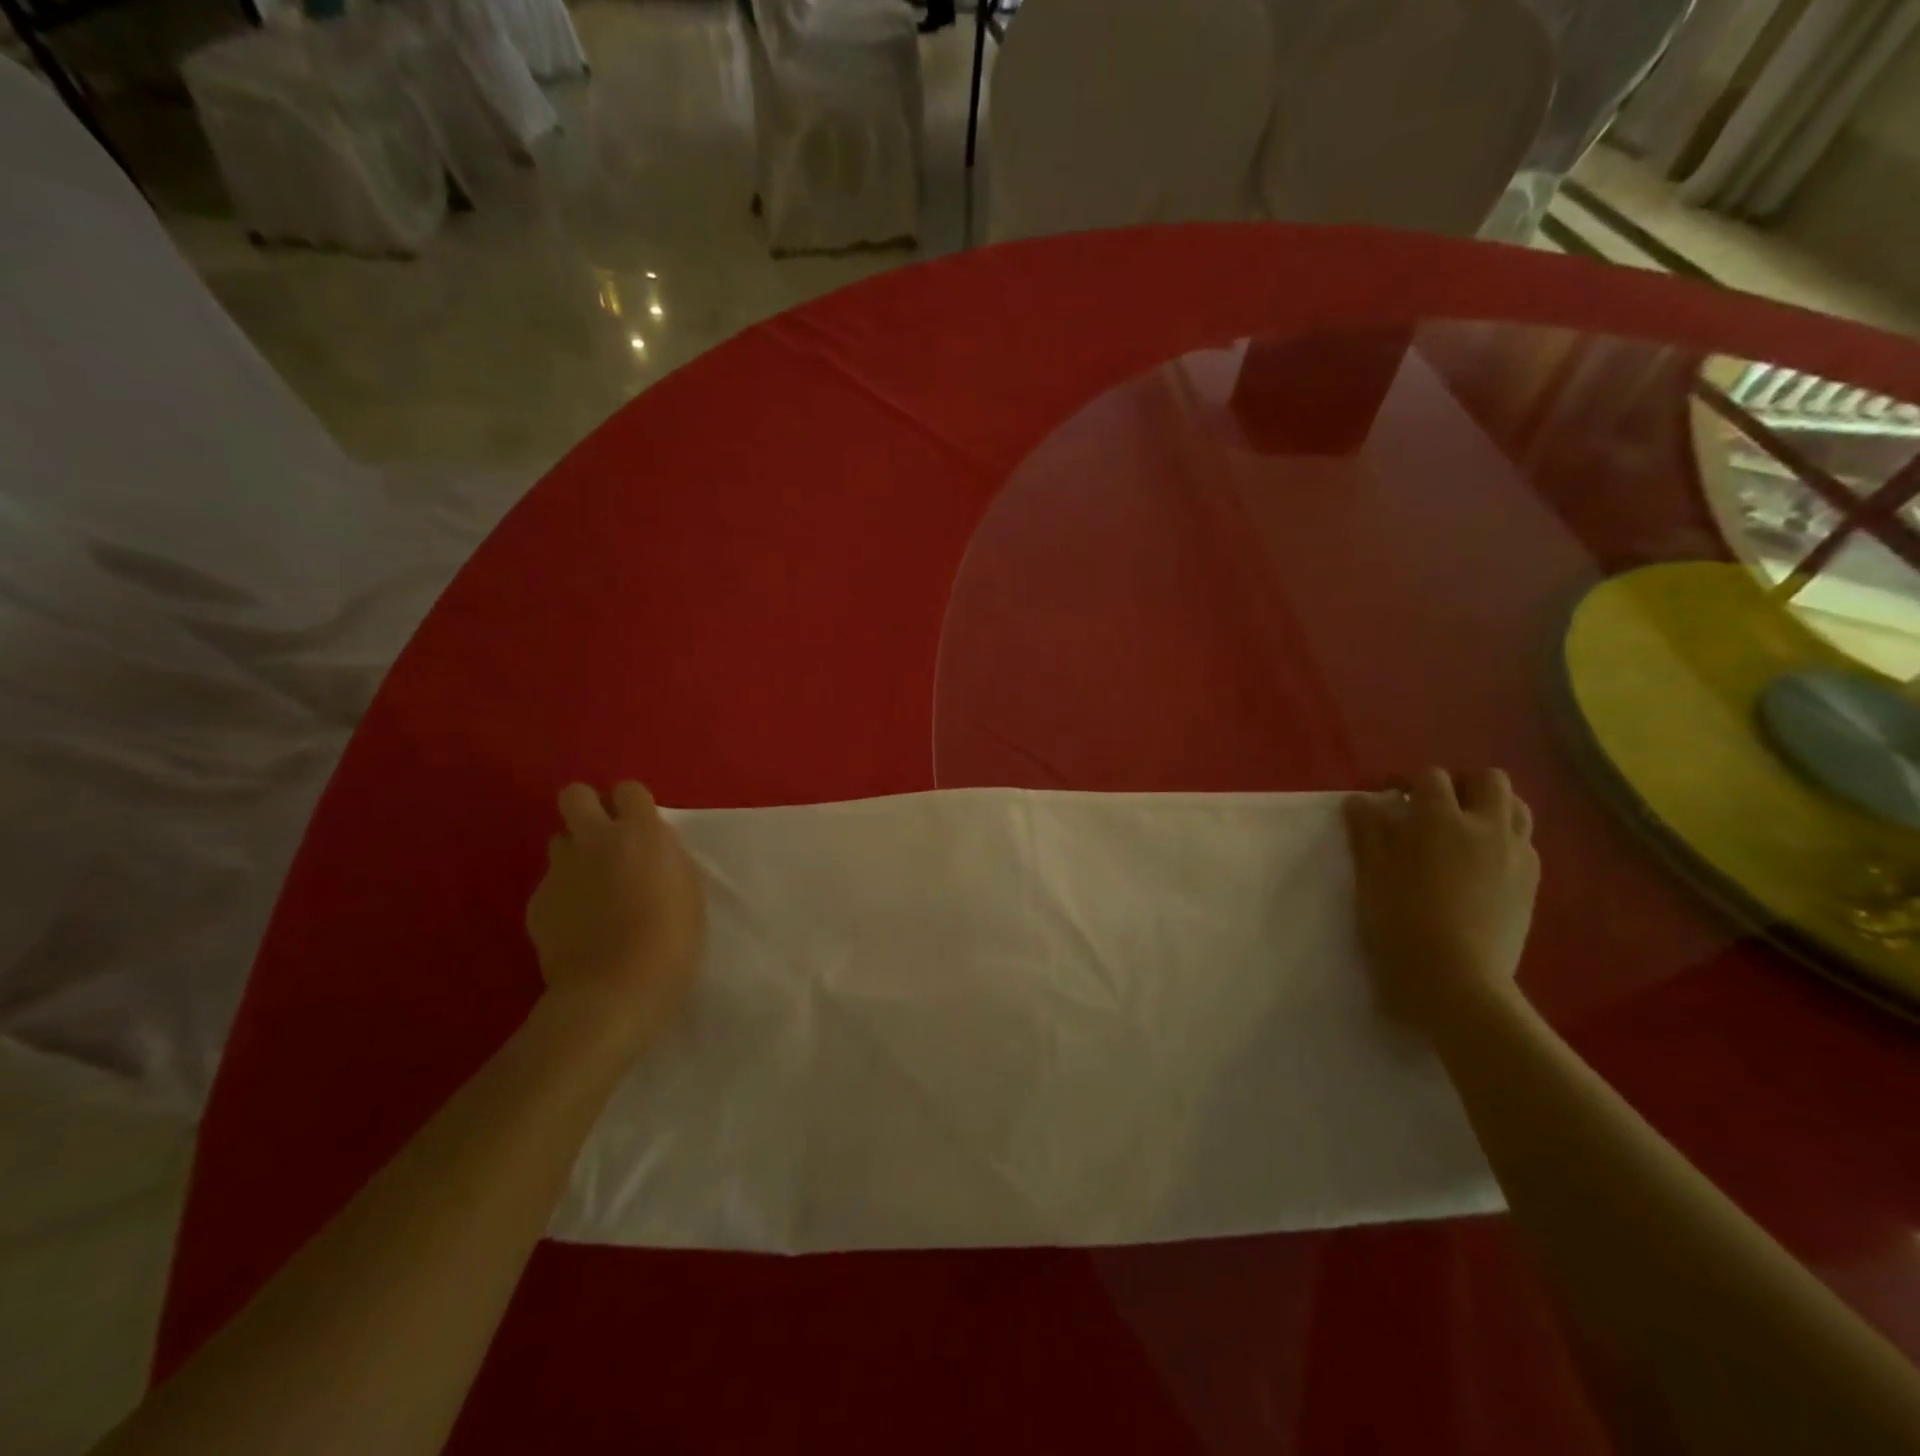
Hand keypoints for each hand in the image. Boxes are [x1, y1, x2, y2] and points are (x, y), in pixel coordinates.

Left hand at [526, 782, 706, 1048]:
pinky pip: (550, 886)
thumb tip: (648, 851)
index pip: (628, 789)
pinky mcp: (537, 903)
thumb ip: (664, 859)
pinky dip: (564, 898)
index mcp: (641, 833)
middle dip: (587, 809)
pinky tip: (578, 926)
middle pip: (575, 795)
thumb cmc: (672, 940)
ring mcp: (560, 871)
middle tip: (604, 839)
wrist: (615, 991)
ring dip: (575, 855)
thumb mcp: (687, 889)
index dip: (632, 805)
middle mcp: (595, 841)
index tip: (640, 827)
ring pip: (559, 842)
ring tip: (591, 887)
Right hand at [1343, 768, 1539, 1033]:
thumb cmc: (1400, 923)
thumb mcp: (1371, 875)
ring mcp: (1516, 856)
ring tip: (1462, 830)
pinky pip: (1524, 844)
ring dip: (1489, 808)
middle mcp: (1486, 828)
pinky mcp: (1531, 885)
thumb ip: (1367, 832)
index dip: (1406, 780)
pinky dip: (1503, 840)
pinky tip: (1480, 864)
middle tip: (1432, 807)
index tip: (1387, 797)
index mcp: (1440, 820)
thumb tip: (1362, 801)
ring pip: (1516, 807)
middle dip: (1460, 784)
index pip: (1430, 777)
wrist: (1455, 981)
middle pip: (1487, 780)